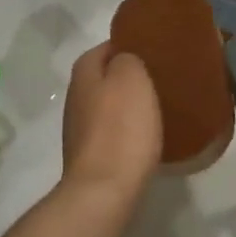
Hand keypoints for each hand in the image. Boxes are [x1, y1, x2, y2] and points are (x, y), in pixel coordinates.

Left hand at [62, 44, 159, 194]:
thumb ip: (127, 59)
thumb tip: (124, 60)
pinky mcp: (90, 157)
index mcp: (83, 74)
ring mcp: (79, 130)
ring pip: (107, 106)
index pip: (104, 48)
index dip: (127, 46)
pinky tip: (146, 136)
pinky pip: (111, 133)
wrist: (104, 190)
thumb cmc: (121, 128)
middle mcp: (75, 98)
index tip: (154, 50)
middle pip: (103, 78)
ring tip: (158, 106)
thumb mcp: (131, 78)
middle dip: (127, 76)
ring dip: (127, 105)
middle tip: (160, 78)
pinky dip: (127, 131)